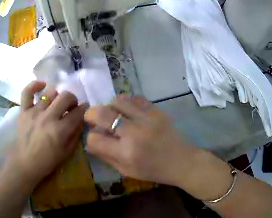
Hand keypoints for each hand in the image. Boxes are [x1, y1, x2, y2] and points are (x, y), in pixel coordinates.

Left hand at [11, 81, 86, 186]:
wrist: (25, 163)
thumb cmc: (47, 161)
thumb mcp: (67, 152)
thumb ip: (75, 135)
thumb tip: (81, 120)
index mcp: (60, 130)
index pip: (77, 113)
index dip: (84, 109)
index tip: (84, 109)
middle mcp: (48, 117)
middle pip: (65, 97)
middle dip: (72, 99)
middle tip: (70, 106)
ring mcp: (34, 112)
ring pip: (50, 92)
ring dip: (56, 96)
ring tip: (55, 103)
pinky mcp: (23, 110)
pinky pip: (27, 91)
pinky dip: (34, 85)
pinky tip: (42, 85)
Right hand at [84, 95, 200, 186]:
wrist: (182, 161)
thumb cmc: (154, 170)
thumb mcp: (127, 171)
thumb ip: (105, 157)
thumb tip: (89, 144)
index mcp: (125, 153)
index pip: (95, 139)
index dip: (91, 138)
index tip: (95, 139)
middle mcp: (133, 132)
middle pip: (102, 114)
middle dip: (91, 115)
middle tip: (92, 118)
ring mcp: (146, 118)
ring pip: (117, 101)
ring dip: (109, 106)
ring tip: (111, 114)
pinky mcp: (156, 111)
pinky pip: (134, 98)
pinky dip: (125, 102)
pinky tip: (126, 110)